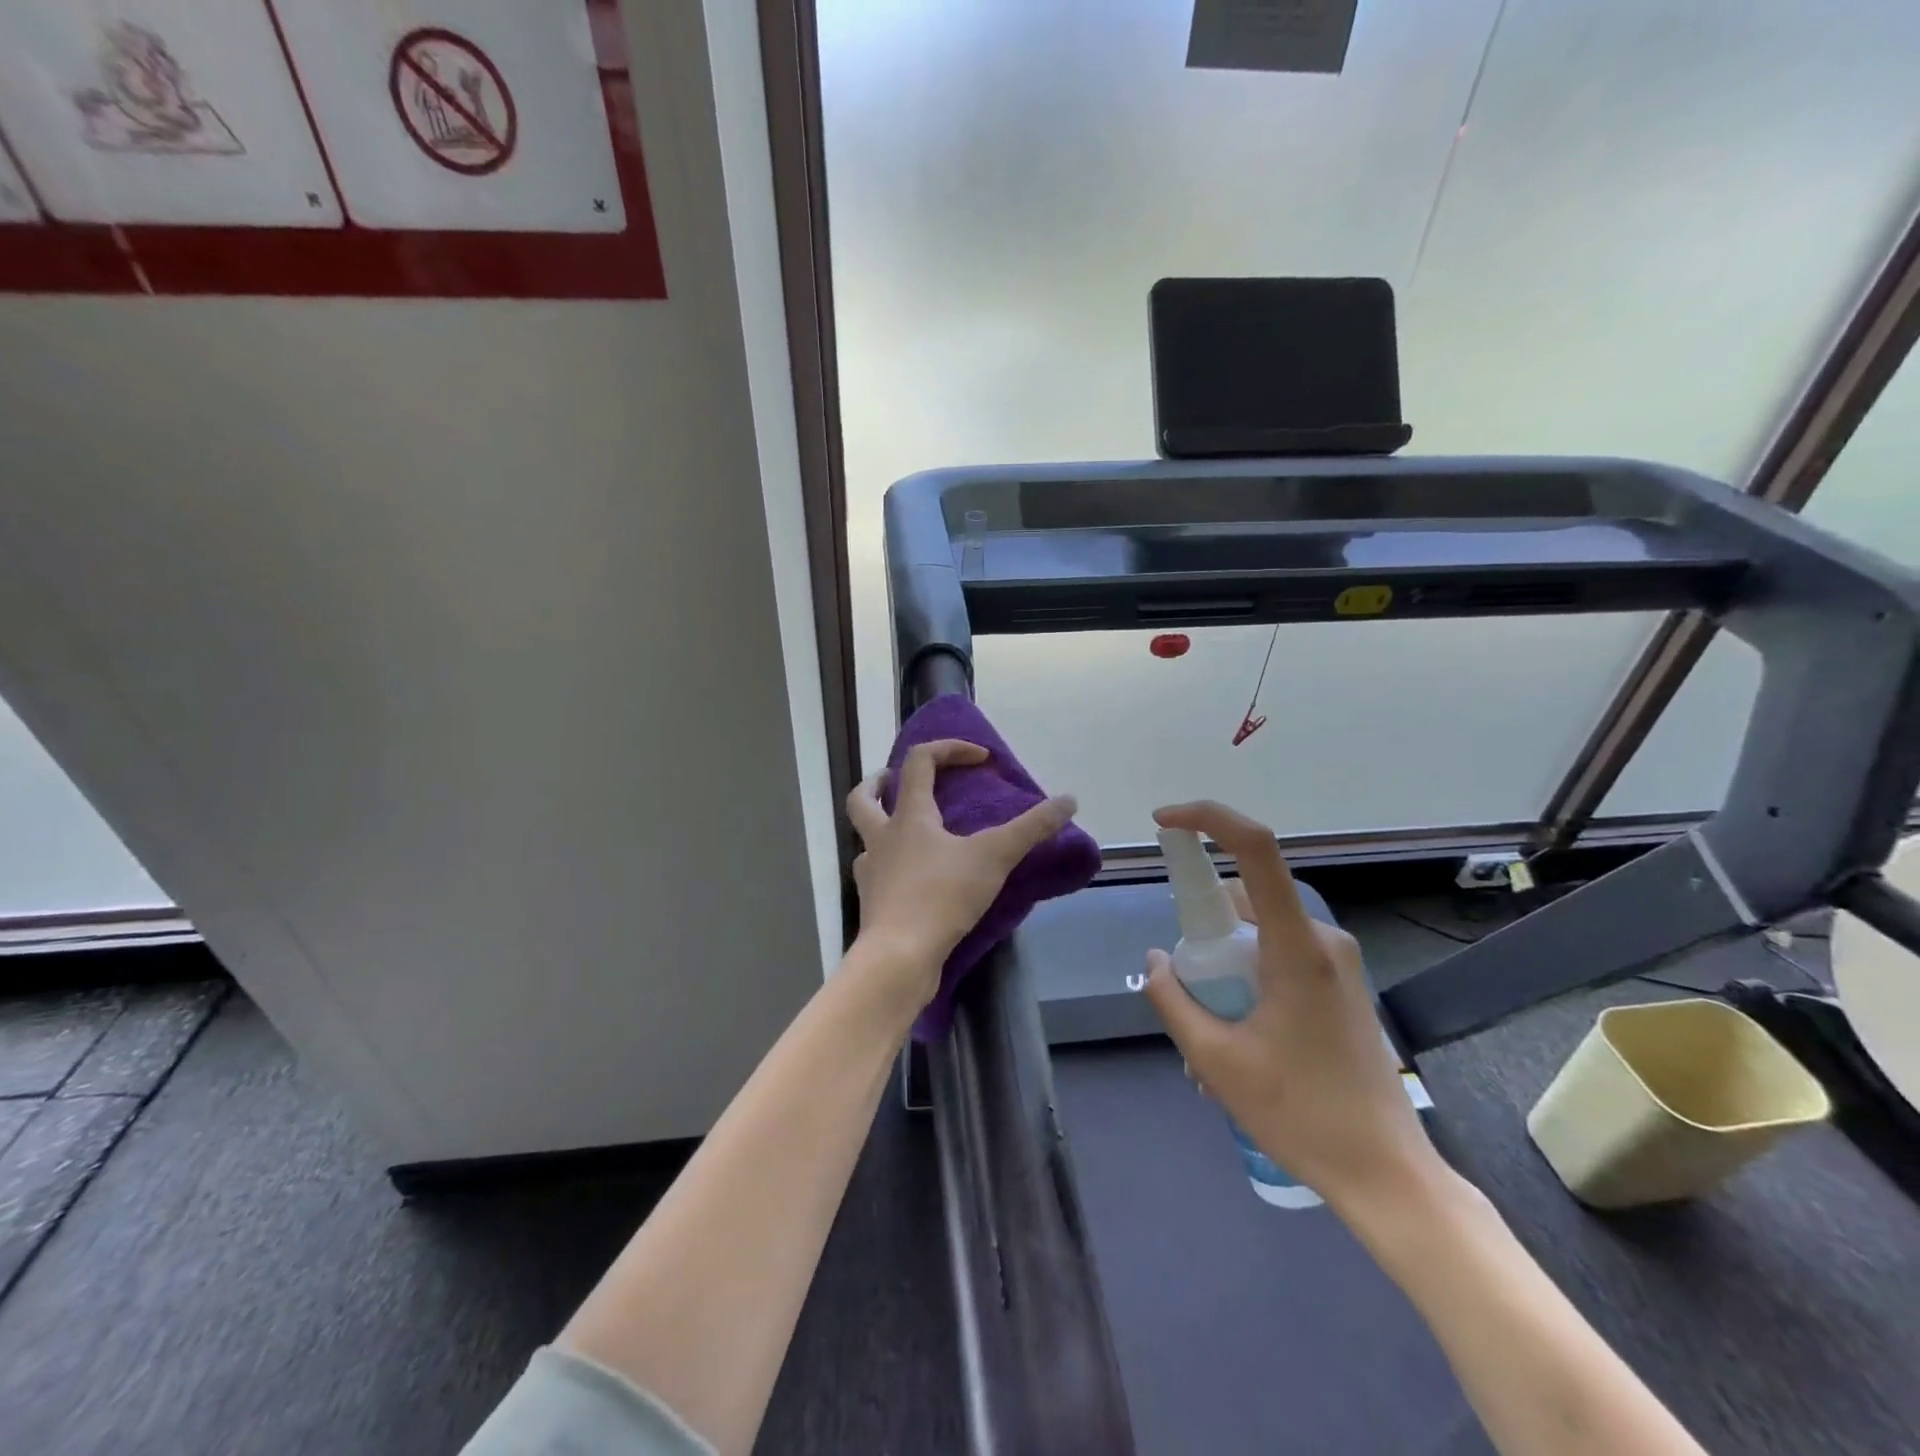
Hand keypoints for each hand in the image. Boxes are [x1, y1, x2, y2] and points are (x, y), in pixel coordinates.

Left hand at [845, 740, 1078, 1006]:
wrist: (899, 956)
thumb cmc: (942, 896)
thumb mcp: (995, 857)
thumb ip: (1032, 828)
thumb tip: (1069, 800)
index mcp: (909, 816)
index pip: (920, 761)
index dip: (949, 749)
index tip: (981, 758)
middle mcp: (881, 837)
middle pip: (862, 797)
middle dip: (879, 782)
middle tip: (898, 780)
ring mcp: (871, 871)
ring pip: (864, 837)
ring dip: (880, 826)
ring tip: (907, 830)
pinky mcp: (872, 903)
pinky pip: (875, 873)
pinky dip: (890, 867)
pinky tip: (910, 876)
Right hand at [1141, 800, 1442, 1216]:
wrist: (1387, 1175)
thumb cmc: (1301, 1114)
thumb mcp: (1215, 1060)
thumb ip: (1172, 1000)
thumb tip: (1156, 960)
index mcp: (1296, 945)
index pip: (1255, 848)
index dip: (1207, 818)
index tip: (1164, 823)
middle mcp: (1321, 938)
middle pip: (1244, 900)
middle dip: (1202, 935)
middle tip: (1186, 996)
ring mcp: (1336, 961)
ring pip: (1258, 933)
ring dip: (1223, 968)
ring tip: (1210, 1040)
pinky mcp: (1340, 984)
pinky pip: (1278, 957)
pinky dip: (1246, 980)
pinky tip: (1239, 1042)